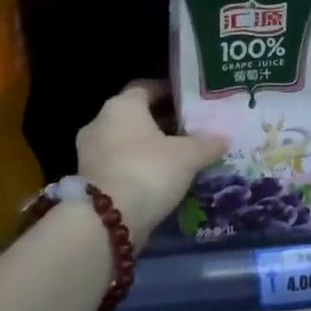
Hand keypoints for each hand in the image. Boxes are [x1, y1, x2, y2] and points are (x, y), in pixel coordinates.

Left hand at [76, 81, 227, 242]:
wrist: (107, 222)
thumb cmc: (148, 171)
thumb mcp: (187, 156)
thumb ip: (207, 144)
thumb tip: (222, 138)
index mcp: (122, 105)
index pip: (146, 88)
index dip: (169, 92)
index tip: (189, 103)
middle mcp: (100, 122)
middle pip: (135, 116)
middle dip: (161, 123)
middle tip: (189, 132)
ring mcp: (89, 152)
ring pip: (125, 142)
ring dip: (148, 148)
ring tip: (177, 159)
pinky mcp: (88, 180)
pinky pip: (118, 165)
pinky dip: (136, 168)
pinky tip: (158, 180)